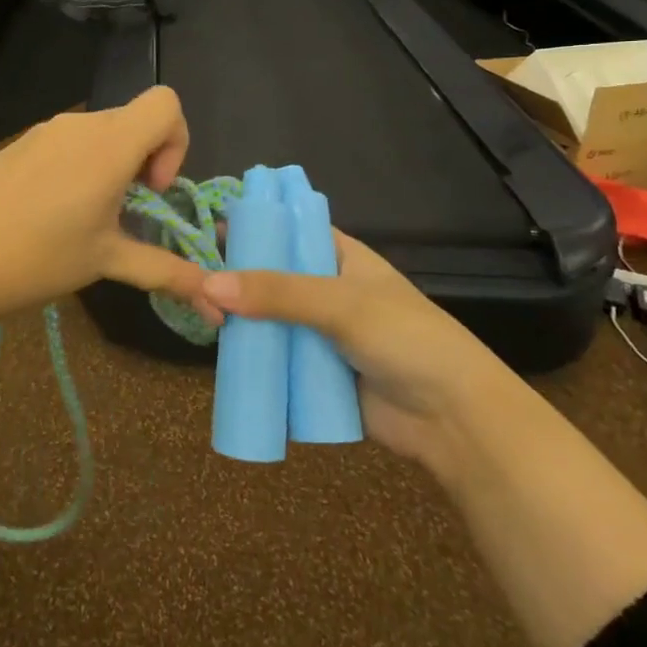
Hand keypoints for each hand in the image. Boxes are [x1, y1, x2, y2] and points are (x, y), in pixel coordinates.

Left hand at [0, 87, 213, 326]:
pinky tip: (52, 213)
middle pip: (135, 121)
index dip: (176, 142)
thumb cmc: (37, 259)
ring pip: (101, 133)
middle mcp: (80, 124)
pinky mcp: (20, 143)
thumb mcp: (106, 262)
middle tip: (125, 215)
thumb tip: (216, 302)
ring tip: (88, 219)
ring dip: (112, 167)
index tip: (152, 191)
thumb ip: (166, 272)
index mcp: (109, 144)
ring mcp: (45, 131)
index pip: (167, 103)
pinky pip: (68, 142)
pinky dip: (80, 167)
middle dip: (145, 163)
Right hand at [199, 232, 509, 464]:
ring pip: (270, 321)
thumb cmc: (405, 339)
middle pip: (272, 278)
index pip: (289, 231)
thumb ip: (277, 293)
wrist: (453, 419)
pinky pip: (276, 361)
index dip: (253, 227)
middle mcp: (327, 291)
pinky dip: (252, 359)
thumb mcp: (341, 304)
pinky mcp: (316, 375)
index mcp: (341, 258)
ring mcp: (321, 335)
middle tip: (193, 283)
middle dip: (236, 281)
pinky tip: (219, 356)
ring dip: (240, 322)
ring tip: (198, 317)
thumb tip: (207, 283)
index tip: (207, 231)